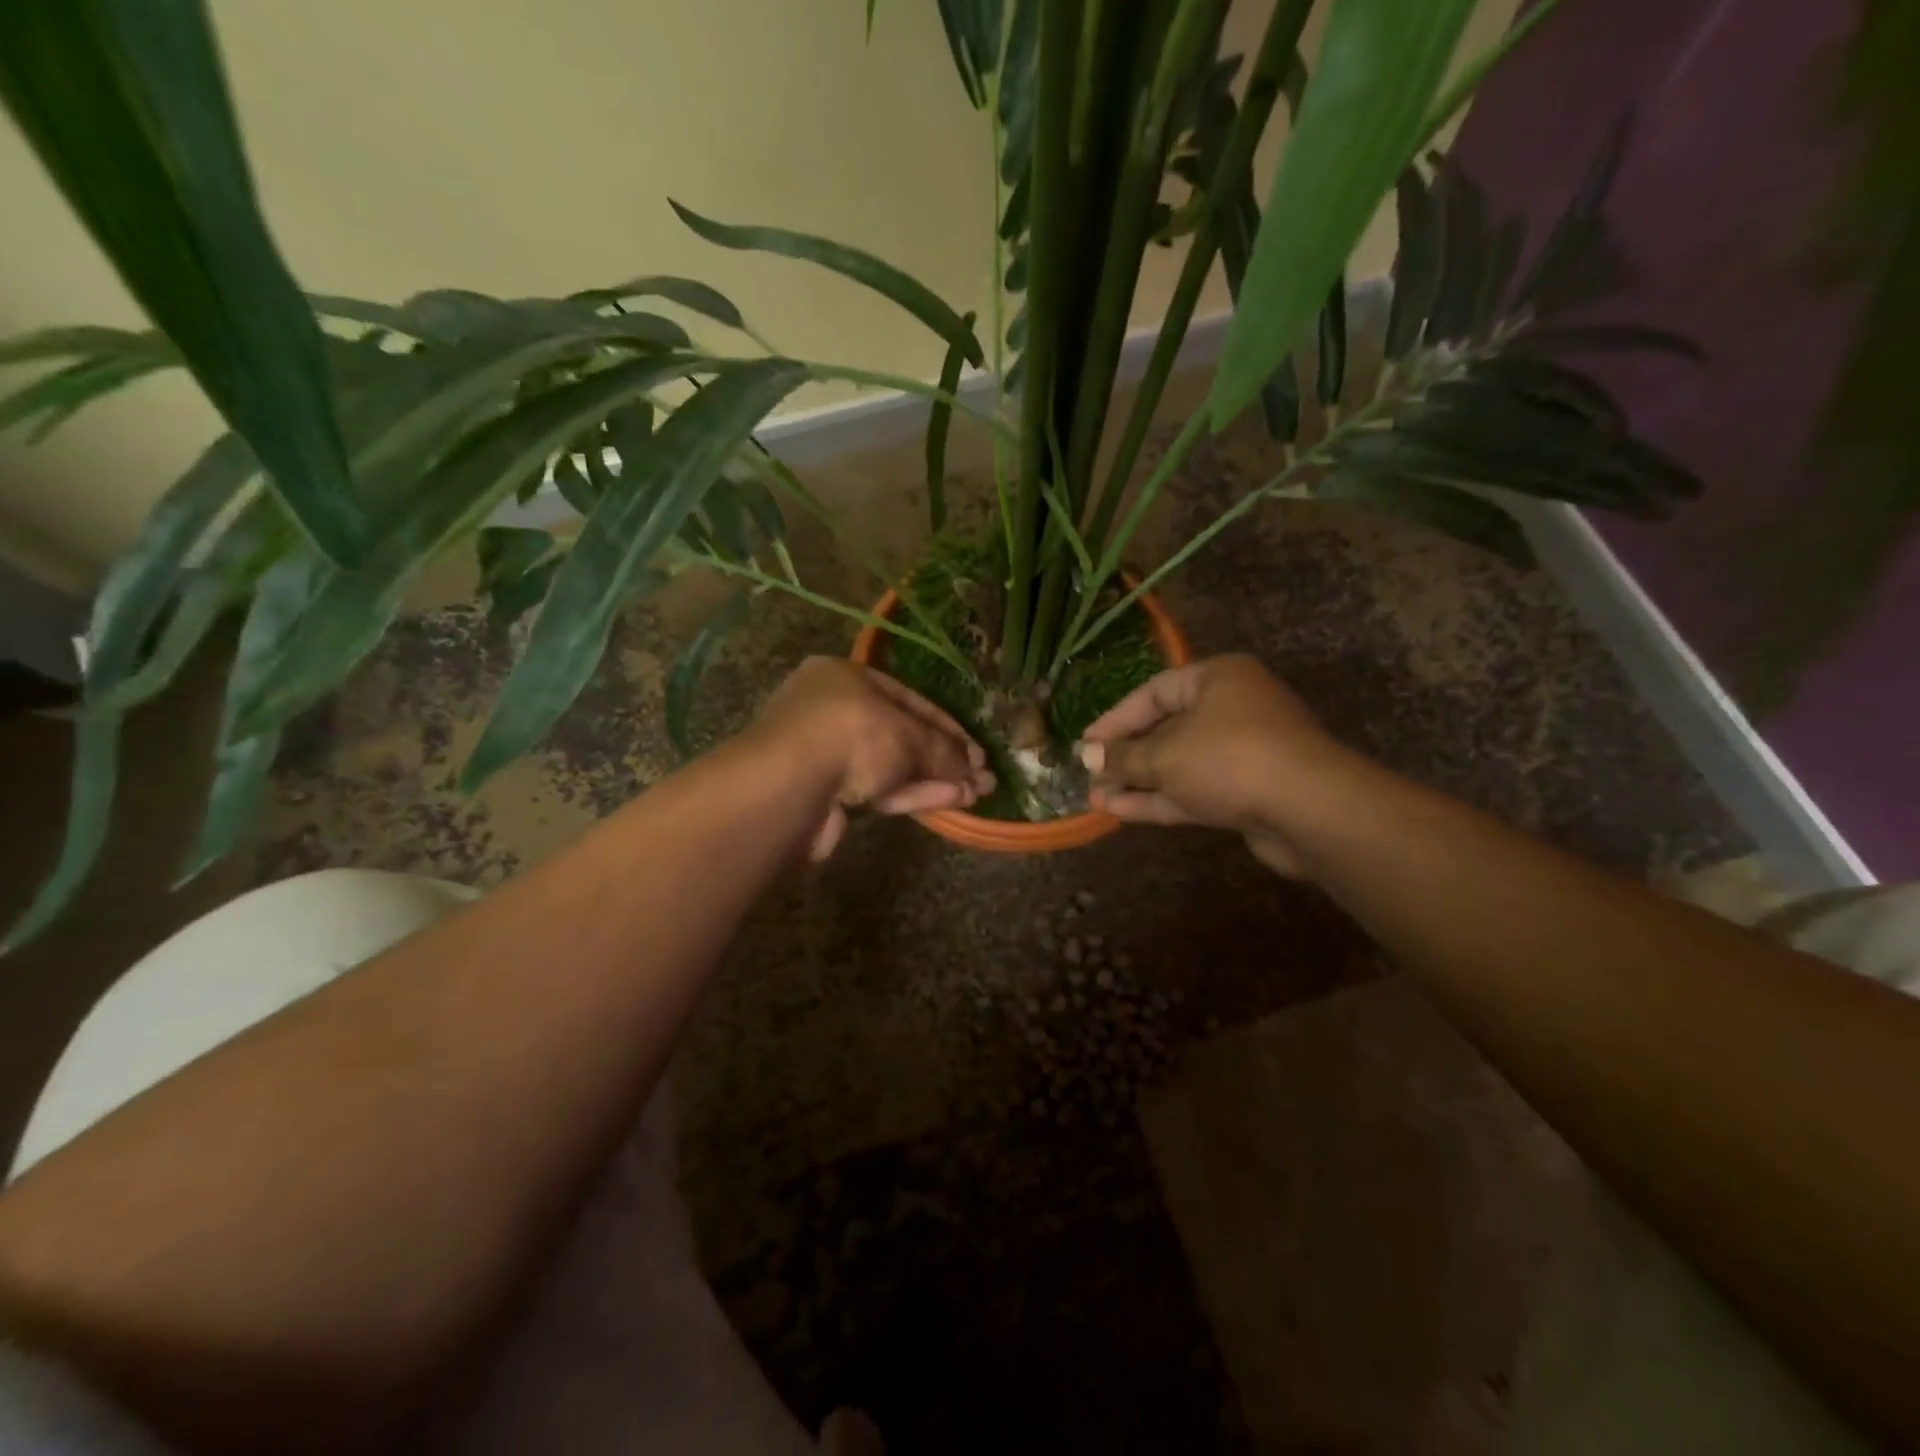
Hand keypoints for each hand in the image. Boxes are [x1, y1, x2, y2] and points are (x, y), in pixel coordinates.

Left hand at [751, 658, 994, 860]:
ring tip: (976, 794)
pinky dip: (912, 794)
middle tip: (981, 777)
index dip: (947, 725)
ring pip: (891, 766)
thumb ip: (943, 750)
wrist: (789, 786)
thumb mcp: (907, 735)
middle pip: (901, 734)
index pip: (908, 698)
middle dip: (944, 758)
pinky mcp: (825, 796)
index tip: (977, 750)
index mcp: (845, 677)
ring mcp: (827, 755)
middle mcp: (833, 711)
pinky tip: (949, 801)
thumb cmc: (852, 734)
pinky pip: (877, 790)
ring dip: (934, 779)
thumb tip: (974, 771)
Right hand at [1077, 654, 1335, 874]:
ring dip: (1139, 782)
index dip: (1115, 719)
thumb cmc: (1230, 759)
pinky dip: (1160, 799)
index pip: (1153, 692)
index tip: (1085, 744)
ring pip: (1179, 764)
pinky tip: (1121, 812)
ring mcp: (1242, 753)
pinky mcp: (1247, 792)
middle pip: (1166, 729)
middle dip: (1126, 756)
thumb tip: (1086, 755)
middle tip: (1089, 775)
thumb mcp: (1165, 754)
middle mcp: (1232, 709)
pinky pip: (1195, 789)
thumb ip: (1124, 755)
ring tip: (1096, 799)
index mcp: (1218, 679)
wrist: (1310, 810)